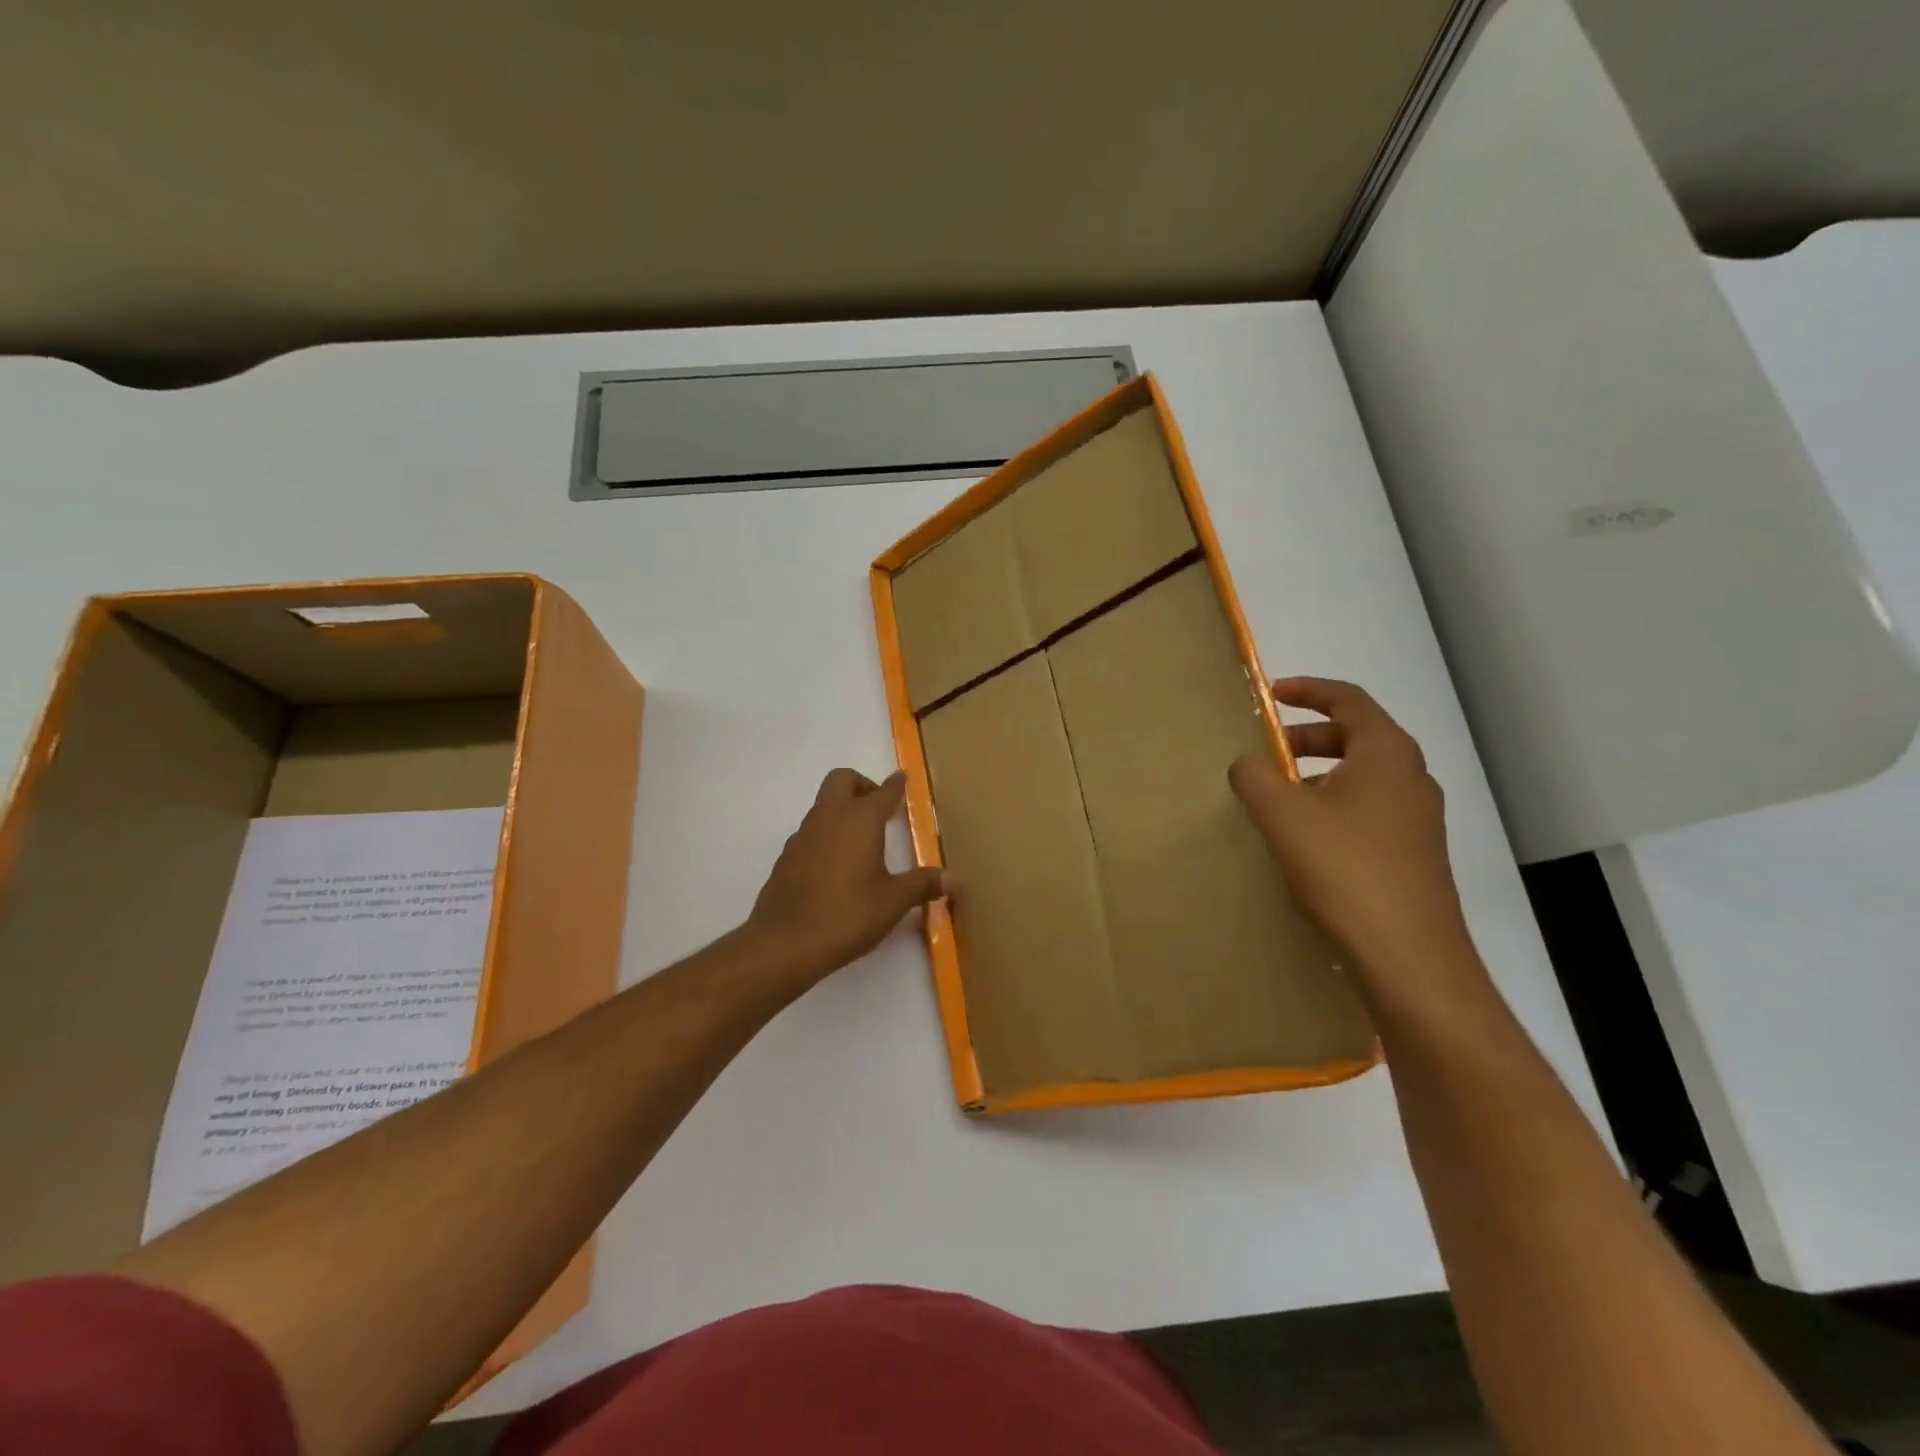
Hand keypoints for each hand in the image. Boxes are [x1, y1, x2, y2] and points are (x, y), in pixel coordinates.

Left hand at [746, 768, 948, 990]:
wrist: (784, 943)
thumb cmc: (847, 914)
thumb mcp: (893, 901)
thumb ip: (923, 885)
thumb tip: (955, 880)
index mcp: (860, 820)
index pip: (882, 792)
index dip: (895, 785)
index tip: (902, 779)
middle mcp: (829, 818)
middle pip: (842, 780)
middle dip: (862, 785)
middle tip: (880, 807)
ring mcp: (803, 836)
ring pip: (823, 806)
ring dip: (842, 811)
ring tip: (862, 841)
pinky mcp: (787, 857)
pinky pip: (811, 833)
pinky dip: (826, 836)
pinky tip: (836, 867)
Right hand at [1229, 678, 1475, 993]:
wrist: (1409, 956)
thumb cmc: (1344, 868)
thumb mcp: (1282, 815)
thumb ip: (1254, 777)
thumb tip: (1248, 764)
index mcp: (1386, 753)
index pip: (1349, 700)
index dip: (1308, 690)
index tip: (1272, 694)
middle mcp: (1411, 777)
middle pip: (1356, 737)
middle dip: (1307, 737)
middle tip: (1266, 751)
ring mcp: (1418, 819)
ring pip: (1362, 777)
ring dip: (1317, 775)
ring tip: (1277, 798)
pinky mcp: (1414, 854)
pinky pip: (1368, 810)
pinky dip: (1333, 806)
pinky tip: (1304, 840)